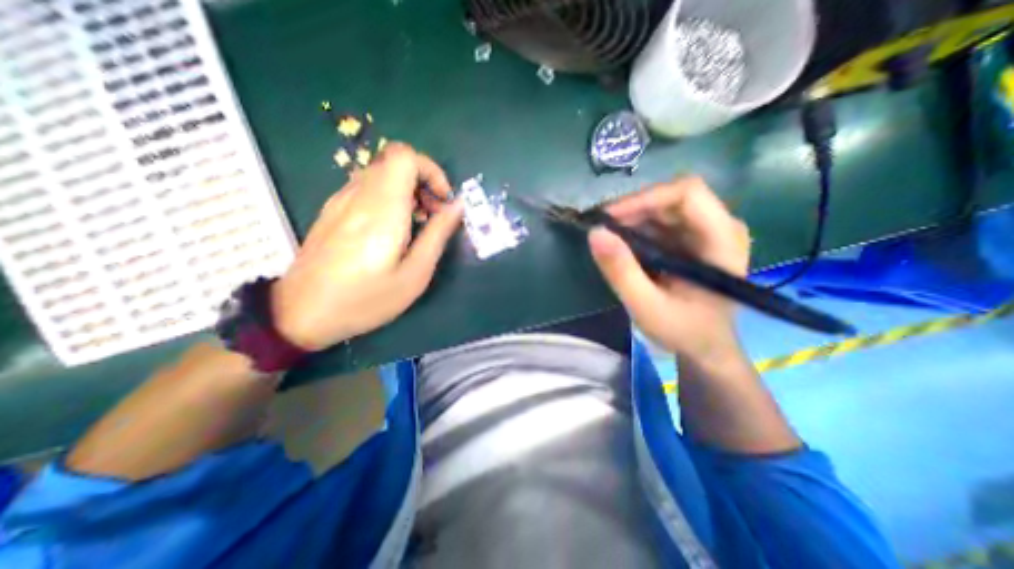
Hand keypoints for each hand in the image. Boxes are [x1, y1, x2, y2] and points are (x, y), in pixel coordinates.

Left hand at [267, 142, 461, 350]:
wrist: (301, 314)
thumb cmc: (365, 300)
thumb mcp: (414, 275)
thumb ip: (438, 235)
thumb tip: (457, 206)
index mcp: (382, 209)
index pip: (405, 156)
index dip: (431, 170)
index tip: (443, 201)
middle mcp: (359, 195)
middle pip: (395, 161)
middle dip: (423, 182)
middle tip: (434, 216)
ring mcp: (341, 201)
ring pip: (381, 174)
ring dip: (407, 191)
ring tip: (417, 225)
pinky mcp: (332, 210)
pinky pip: (367, 188)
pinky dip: (389, 198)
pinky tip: (392, 231)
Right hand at [593, 176, 746, 358]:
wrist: (704, 347)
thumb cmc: (683, 330)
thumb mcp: (646, 306)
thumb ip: (621, 271)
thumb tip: (594, 233)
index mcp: (721, 240)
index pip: (687, 194)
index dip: (644, 198)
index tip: (609, 217)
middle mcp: (719, 227)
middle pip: (672, 197)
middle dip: (633, 209)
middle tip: (601, 228)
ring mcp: (706, 232)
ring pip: (663, 207)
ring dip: (631, 218)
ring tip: (606, 237)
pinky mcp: (691, 240)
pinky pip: (660, 222)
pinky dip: (636, 228)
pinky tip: (620, 244)